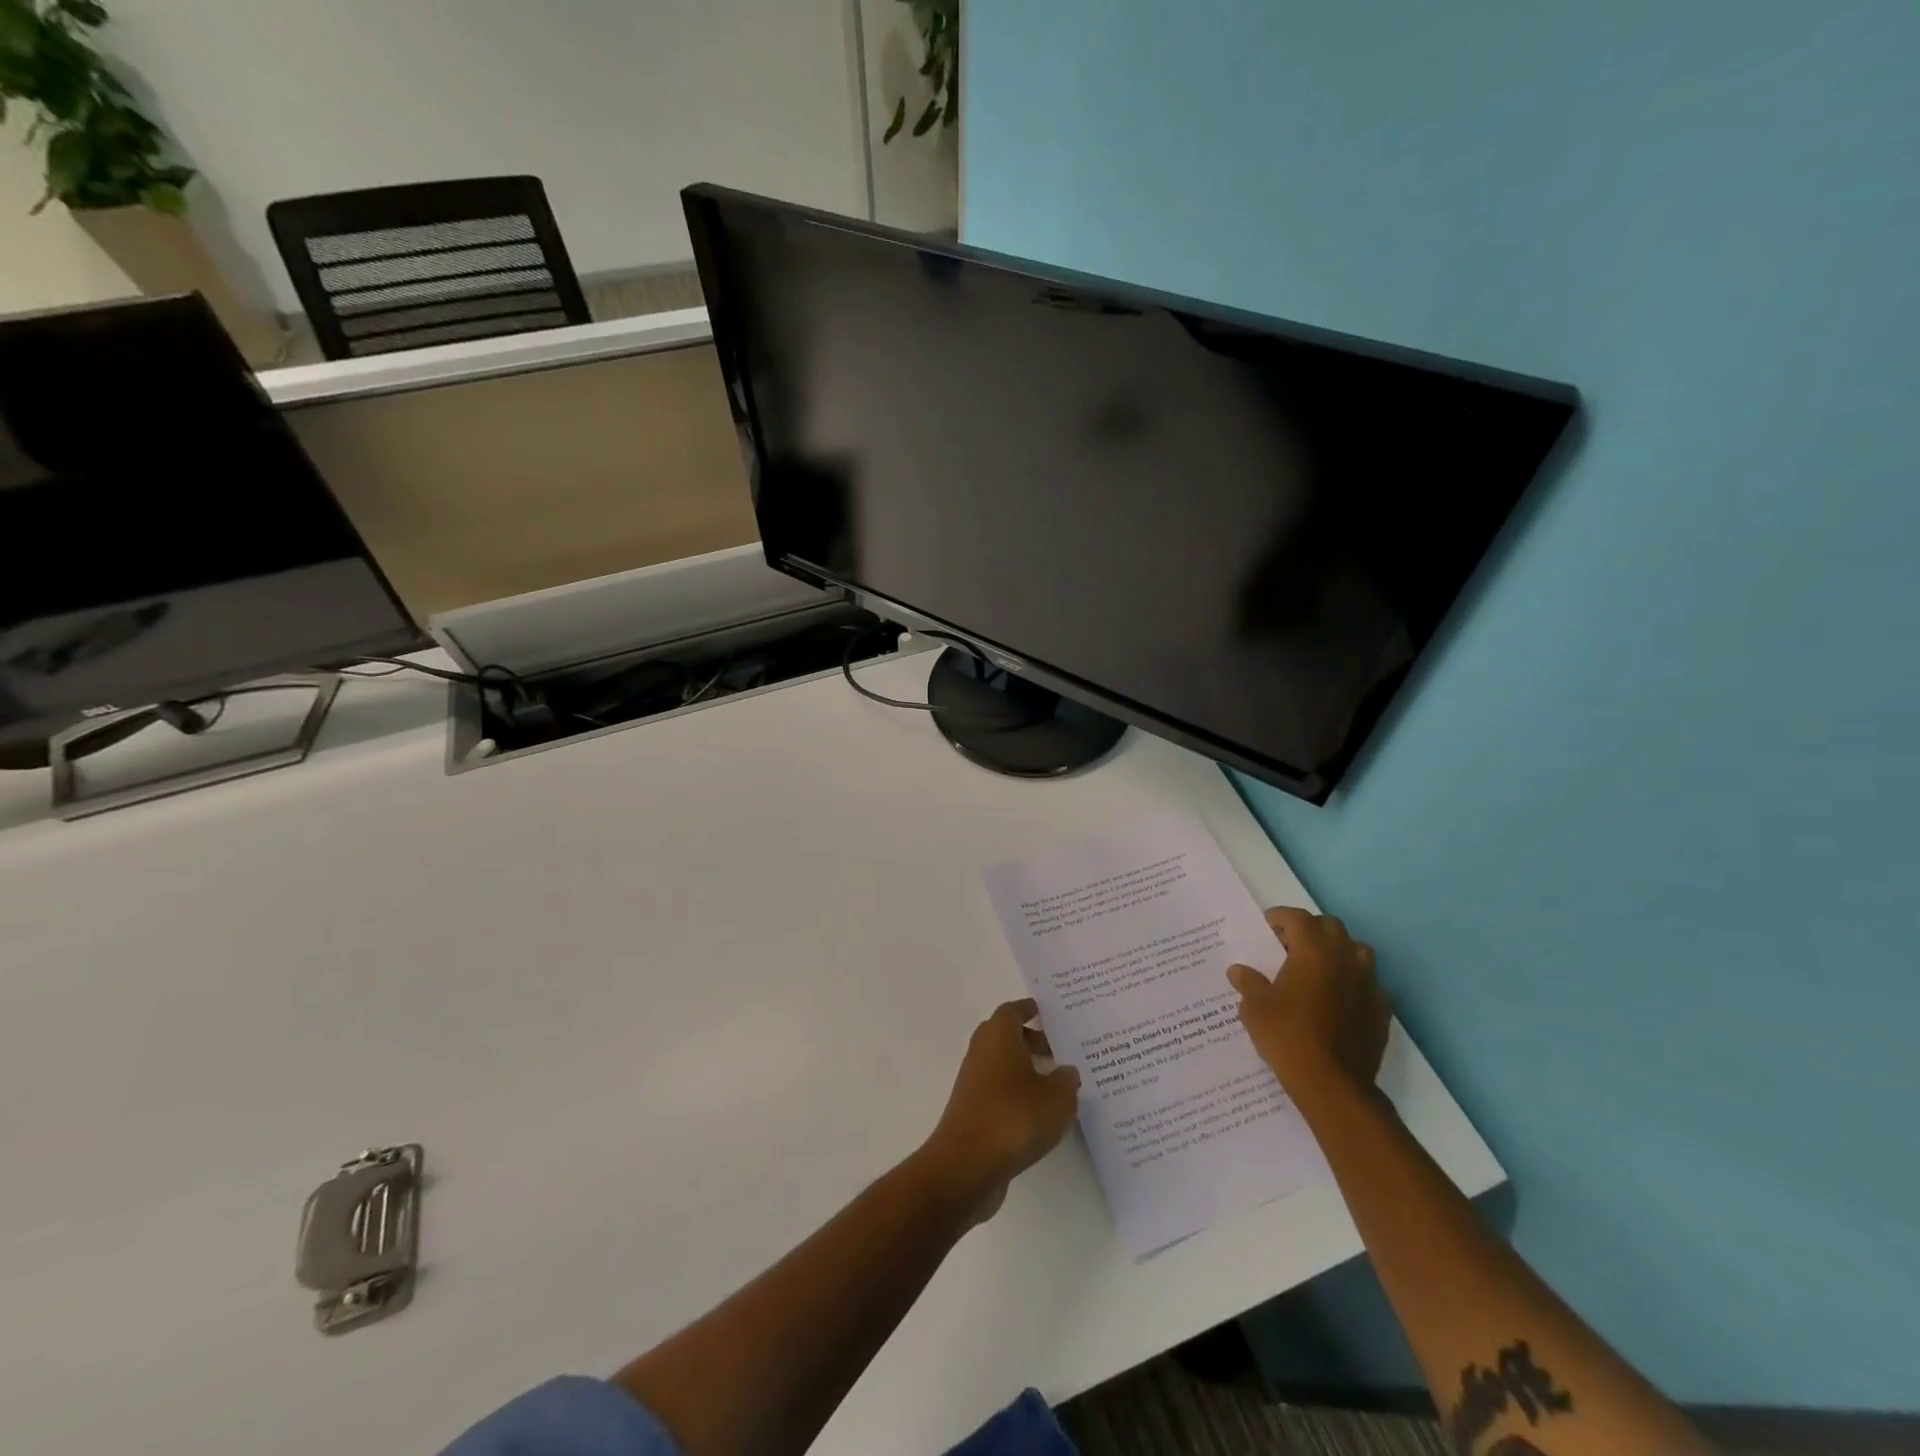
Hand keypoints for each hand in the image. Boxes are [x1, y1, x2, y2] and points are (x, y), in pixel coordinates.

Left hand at [919, 999, 1080, 1223]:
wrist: (966, 1164)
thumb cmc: (1014, 1117)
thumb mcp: (1057, 1099)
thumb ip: (1066, 1081)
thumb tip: (1067, 1072)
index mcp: (998, 1036)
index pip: (1012, 1011)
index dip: (1028, 1010)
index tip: (1044, 1012)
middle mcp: (981, 1052)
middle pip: (1005, 1036)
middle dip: (1030, 1040)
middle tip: (1058, 1050)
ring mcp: (973, 1083)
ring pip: (1001, 1065)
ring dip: (1024, 1069)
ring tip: (1056, 1085)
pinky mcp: (972, 1111)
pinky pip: (998, 1091)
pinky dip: (1016, 1094)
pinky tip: (1039, 1114)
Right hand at [1228, 907, 1390, 1101]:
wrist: (1333, 1084)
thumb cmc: (1287, 1036)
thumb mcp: (1254, 1008)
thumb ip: (1248, 983)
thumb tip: (1239, 971)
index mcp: (1313, 951)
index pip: (1298, 918)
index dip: (1280, 917)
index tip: (1267, 926)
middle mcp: (1345, 959)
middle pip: (1331, 927)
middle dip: (1310, 930)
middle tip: (1289, 946)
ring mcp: (1368, 984)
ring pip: (1357, 951)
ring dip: (1337, 952)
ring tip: (1317, 969)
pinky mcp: (1381, 1010)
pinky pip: (1368, 984)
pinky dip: (1353, 983)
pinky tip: (1338, 1001)